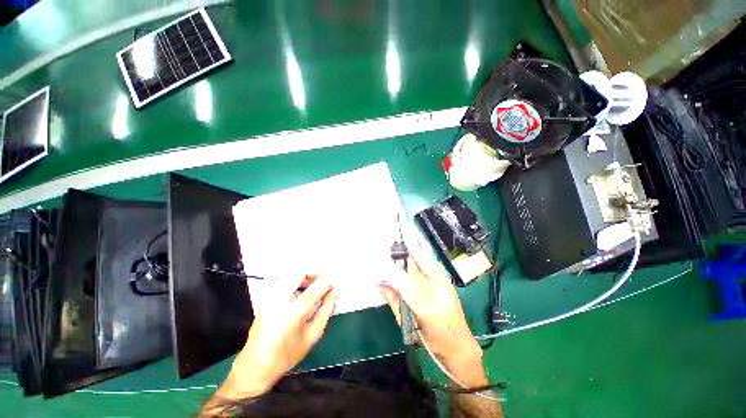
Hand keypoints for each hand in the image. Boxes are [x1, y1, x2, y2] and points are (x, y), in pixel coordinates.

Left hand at [216, 274, 336, 399]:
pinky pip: (276, 278)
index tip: (333, 282)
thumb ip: (325, 311)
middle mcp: (279, 301)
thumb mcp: (313, 335)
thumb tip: (333, 293)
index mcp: (293, 314)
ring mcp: (268, 298)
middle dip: (313, 273)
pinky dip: (287, 277)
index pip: (314, 289)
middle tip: (322, 280)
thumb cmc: (288, 354)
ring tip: (309, 284)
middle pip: (299, 274)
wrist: (256, 365)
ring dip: (302, 275)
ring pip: (287, 273)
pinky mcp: (262, 299)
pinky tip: (293, 286)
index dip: (326, 282)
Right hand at [378, 257, 484, 385]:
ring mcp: (446, 285)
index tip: (382, 264)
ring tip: (401, 246)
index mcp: (427, 309)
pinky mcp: (449, 282)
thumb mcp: (409, 327)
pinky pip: (432, 264)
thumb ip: (394, 303)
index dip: (393, 272)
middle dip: (402, 255)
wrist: (460, 347)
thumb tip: (381, 285)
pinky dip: (421, 257)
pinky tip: (413, 254)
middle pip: (417, 266)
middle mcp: (439, 292)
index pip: (405, 283)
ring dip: (412, 252)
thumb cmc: (431, 342)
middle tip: (390, 249)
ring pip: (426, 260)